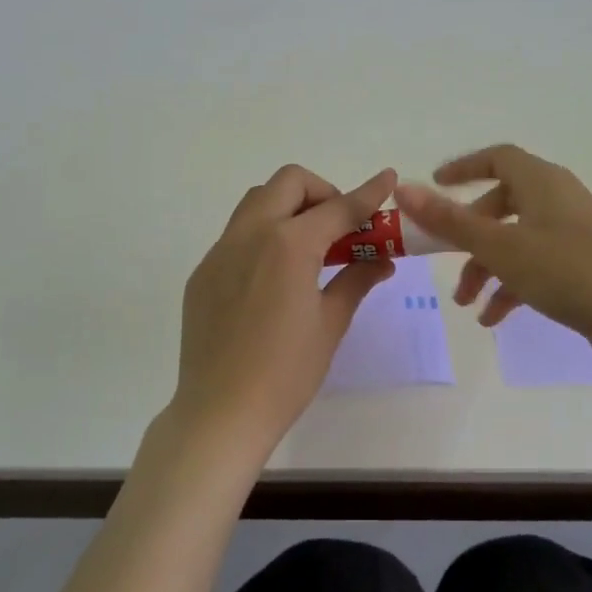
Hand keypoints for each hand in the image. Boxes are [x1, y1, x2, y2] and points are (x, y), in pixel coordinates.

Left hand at [168, 164, 398, 464]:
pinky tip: (274, 276)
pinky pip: (237, 234)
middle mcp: (251, 234)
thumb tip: (382, 261)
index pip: (338, 208)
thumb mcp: (330, 324)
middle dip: (321, 192)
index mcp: (289, 245)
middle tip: (340, 227)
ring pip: (257, 202)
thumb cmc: (286, 372)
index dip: (368, 193)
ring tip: (309, 247)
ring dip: (289, 207)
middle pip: (288, 183)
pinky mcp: (203, 272)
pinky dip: (264, 235)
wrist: (220, 412)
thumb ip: (355, 281)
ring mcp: (220, 251)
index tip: (388, 178)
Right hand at [393, 144, 591, 365]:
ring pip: (516, 240)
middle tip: (445, 263)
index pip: (497, 157)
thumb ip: (449, 220)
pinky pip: (536, 265)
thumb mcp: (500, 247)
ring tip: (468, 305)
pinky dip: (512, 285)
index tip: (434, 184)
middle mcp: (558, 199)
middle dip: (468, 236)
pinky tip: (495, 319)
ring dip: (486, 268)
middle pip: (501, 205)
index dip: (464, 168)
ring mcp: (573, 233)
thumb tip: (403, 188)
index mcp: (541, 182)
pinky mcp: (583, 264)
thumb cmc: (568, 271)